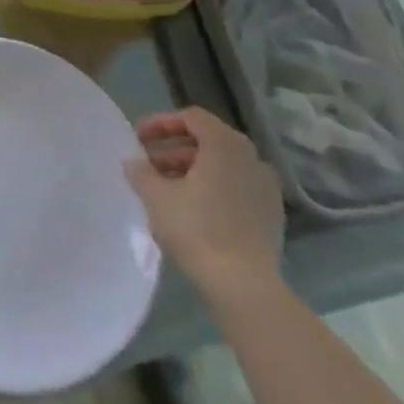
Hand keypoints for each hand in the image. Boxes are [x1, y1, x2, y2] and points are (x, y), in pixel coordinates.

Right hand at [126, 108, 283, 304]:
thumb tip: (133, 162)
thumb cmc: (196, 229)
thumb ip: (140, 171)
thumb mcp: (156, 196)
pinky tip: (191, 209)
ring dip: (190, 169)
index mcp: (225, 145)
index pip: (192, 118)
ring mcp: (265, 187)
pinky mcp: (270, 214)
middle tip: (147, 164)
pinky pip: (235, 187)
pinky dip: (212, 188)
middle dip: (173, 148)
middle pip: (208, 140)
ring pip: (222, 166)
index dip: (161, 123)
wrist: (243, 285)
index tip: (138, 138)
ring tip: (164, 188)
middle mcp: (251, 158)